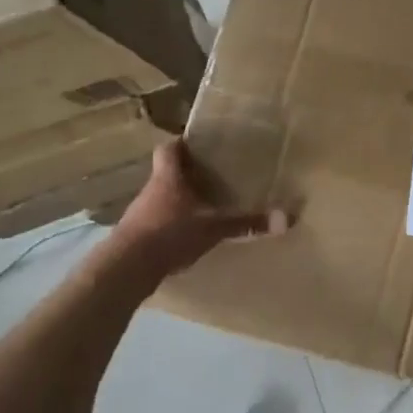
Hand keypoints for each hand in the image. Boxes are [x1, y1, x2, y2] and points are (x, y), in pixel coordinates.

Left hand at [104, 141, 286, 277]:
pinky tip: (188, 234)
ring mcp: (140, 214)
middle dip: (188, 173)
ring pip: (162, 198)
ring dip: (179, 199)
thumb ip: (247, 223)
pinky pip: (157, 221)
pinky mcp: (136, 237)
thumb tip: (287, 218)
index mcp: (168, 178)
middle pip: (167, 173)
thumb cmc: (169, 234)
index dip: (182, 142)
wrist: (125, 269)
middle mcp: (151, 190)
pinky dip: (172, 223)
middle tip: (213, 174)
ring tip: (205, 204)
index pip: (169, 148)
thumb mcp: (213, 228)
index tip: (199, 142)